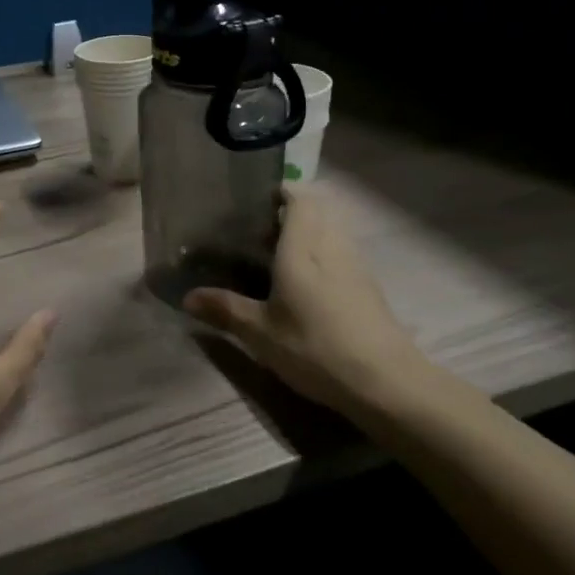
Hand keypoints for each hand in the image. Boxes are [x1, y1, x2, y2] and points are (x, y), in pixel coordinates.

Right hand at [183, 186, 431, 418]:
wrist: (386, 383)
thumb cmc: (316, 348)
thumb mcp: (260, 332)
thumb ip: (225, 309)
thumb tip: (187, 297)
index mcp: (303, 247)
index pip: (300, 198)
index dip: (282, 191)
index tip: (258, 200)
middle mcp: (332, 246)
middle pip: (318, 210)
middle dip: (292, 212)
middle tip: (261, 232)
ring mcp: (356, 265)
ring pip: (332, 231)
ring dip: (310, 233)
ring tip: (280, 257)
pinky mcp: (369, 287)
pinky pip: (342, 252)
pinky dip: (324, 254)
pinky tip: (308, 285)